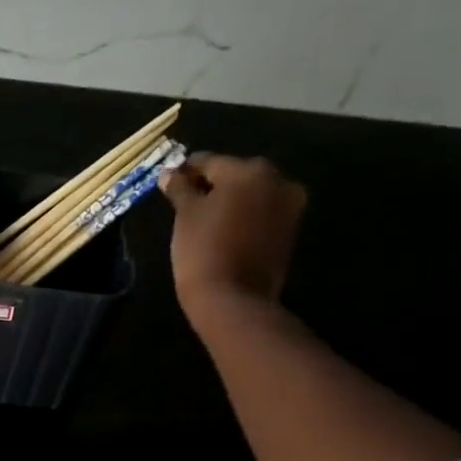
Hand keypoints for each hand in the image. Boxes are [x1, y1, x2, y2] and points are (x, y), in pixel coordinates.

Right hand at [159, 153, 306, 329]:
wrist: (233, 299)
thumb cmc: (203, 250)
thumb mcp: (185, 215)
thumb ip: (180, 188)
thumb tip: (169, 173)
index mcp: (248, 170)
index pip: (209, 162)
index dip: (186, 171)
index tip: (170, 181)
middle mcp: (276, 179)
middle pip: (235, 175)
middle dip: (212, 185)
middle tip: (187, 201)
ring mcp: (289, 205)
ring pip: (251, 194)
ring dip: (230, 201)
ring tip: (205, 218)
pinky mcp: (290, 230)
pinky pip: (262, 213)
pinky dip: (244, 216)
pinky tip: (225, 230)